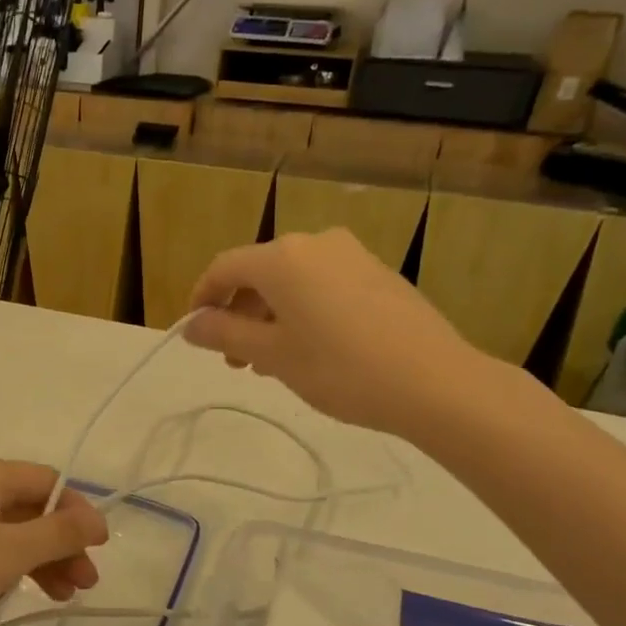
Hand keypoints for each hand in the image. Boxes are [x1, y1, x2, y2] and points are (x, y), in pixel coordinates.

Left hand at [0, 455, 108, 625]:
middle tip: (83, 585)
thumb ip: (57, 534)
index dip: (78, 514)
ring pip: (5, 526)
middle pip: (28, 506)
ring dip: (37, 557)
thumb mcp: (8, 553)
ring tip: (60, 598)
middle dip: (60, 543)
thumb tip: (96, 519)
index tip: (99, 551)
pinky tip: (16, 590)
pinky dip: (5, 561)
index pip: (48, 482)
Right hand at [184, 228, 491, 439]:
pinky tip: (310, 349)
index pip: (224, 268)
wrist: (435, 382)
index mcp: (282, 257)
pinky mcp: (378, 274)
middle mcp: (315, 243)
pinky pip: (324, 286)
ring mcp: (352, 256)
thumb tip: (191, 325)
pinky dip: (303, 311)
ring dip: (270, 316)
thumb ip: (224, 334)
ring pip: (293, 281)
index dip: (202, 298)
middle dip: (238, 313)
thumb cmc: (339, 368)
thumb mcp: (272, 355)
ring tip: (271, 361)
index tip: (196, 333)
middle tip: (235, 359)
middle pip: (259, 273)